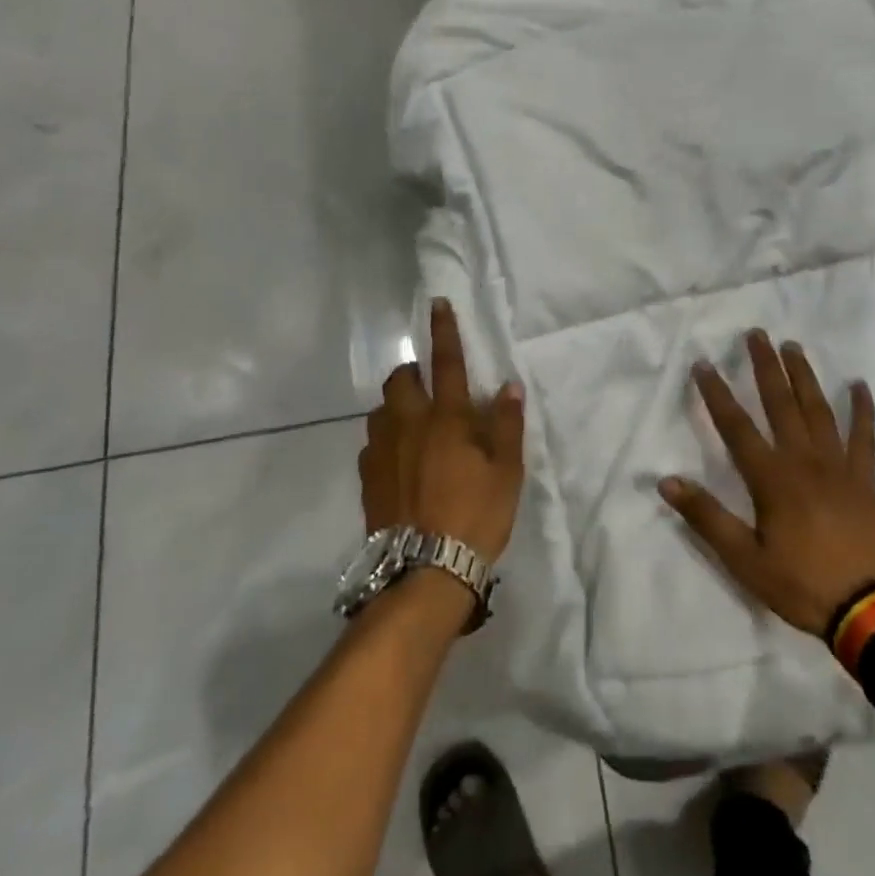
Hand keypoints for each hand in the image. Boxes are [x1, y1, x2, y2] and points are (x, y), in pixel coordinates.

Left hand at [359, 299, 525, 561]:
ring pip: (381, 410)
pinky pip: (372, 443)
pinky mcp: (367, 478)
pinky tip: (398, 461)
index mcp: (447, 419)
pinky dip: (386, 439)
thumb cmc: (475, 516)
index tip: (438, 304)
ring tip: (413, 424)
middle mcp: (409, 425)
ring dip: (396, 405)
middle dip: (412, 372)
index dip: (445, 331)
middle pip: (400, 380)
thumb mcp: (507, 472)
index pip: (447, 363)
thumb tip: (507, 386)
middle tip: (428, 386)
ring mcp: (382, 451)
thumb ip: (506, 425)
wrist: (424, 571)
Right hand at [659, 331, 874, 636]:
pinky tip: (859, 386)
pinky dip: (862, 410)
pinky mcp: (865, 480)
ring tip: (793, 347)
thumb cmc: (802, 584)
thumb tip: (666, 482)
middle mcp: (804, 461)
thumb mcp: (745, 560)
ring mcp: (839, 466)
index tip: (703, 364)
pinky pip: (864, 436)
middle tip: (756, 334)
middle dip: (765, 367)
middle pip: (780, 404)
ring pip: (818, 410)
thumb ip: (707, 518)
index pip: (736, 426)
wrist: (873, 610)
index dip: (717, 394)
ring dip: (804, 376)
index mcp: (772, 478)